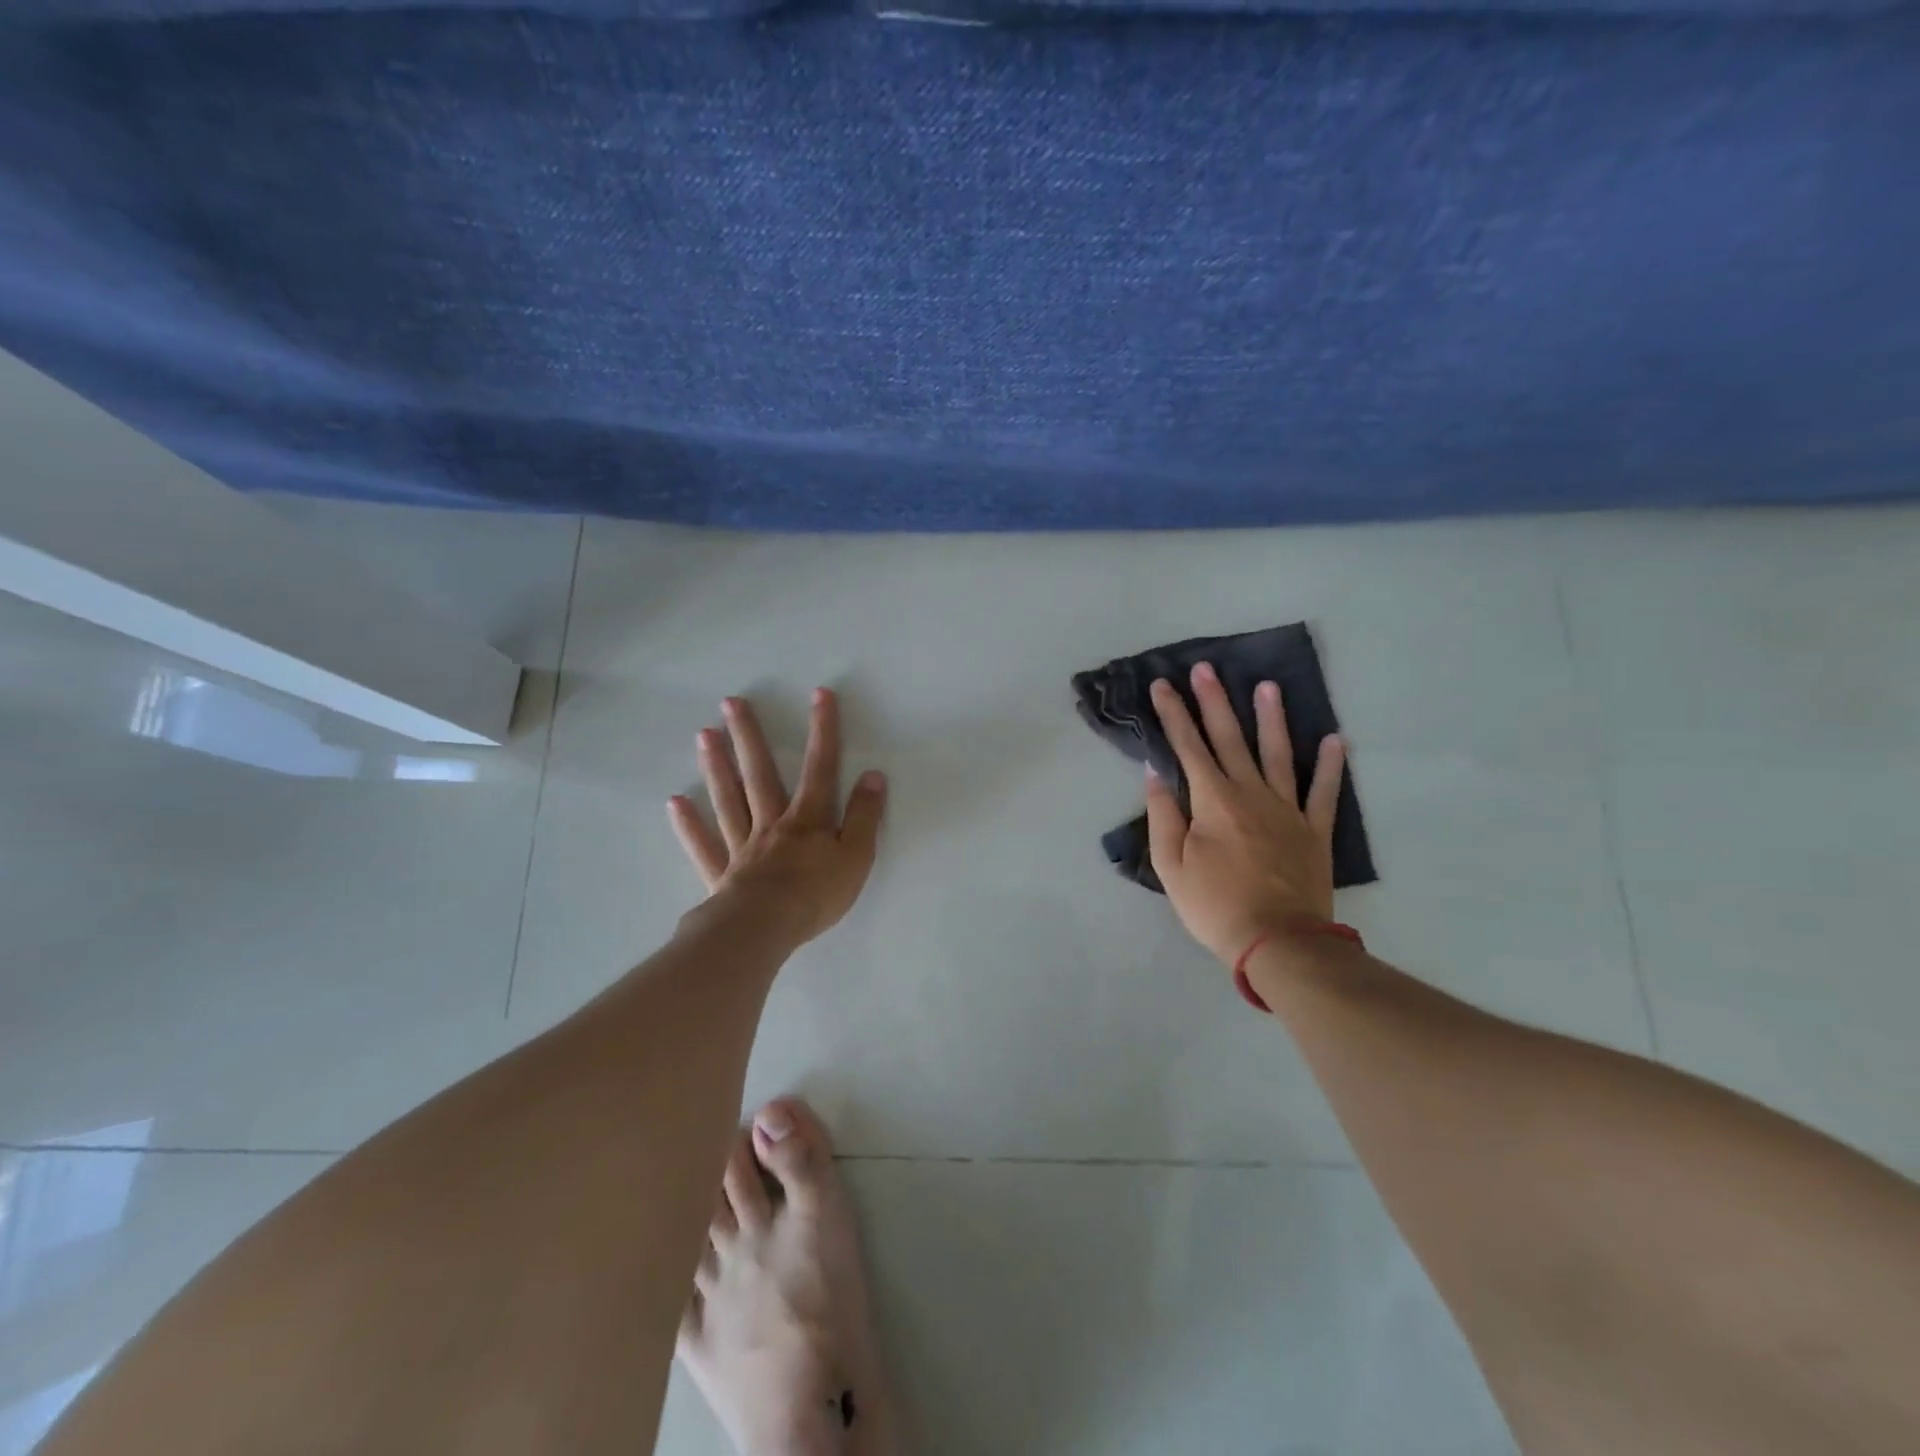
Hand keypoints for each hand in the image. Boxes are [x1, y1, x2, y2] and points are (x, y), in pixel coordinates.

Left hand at [668, 688, 886, 947]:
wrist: (766, 929)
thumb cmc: (816, 894)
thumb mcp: (856, 856)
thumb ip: (864, 816)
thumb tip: (873, 776)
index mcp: (807, 819)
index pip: (820, 767)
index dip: (823, 730)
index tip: (819, 694)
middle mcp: (771, 823)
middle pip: (760, 774)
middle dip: (749, 736)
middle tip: (731, 702)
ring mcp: (742, 847)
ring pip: (728, 800)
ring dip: (717, 767)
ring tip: (704, 734)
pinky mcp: (721, 873)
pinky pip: (703, 845)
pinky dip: (689, 825)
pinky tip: (675, 802)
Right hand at [1144, 663, 1346, 966]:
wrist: (1277, 941)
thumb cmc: (1214, 905)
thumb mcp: (1170, 865)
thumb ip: (1163, 815)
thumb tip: (1156, 772)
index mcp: (1212, 800)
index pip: (1188, 747)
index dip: (1173, 714)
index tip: (1162, 685)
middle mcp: (1250, 793)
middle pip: (1230, 738)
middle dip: (1214, 701)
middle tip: (1206, 668)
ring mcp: (1287, 809)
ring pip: (1278, 753)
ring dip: (1271, 718)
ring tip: (1268, 686)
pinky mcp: (1314, 829)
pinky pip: (1324, 791)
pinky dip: (1331, 765)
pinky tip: (1335, 739)